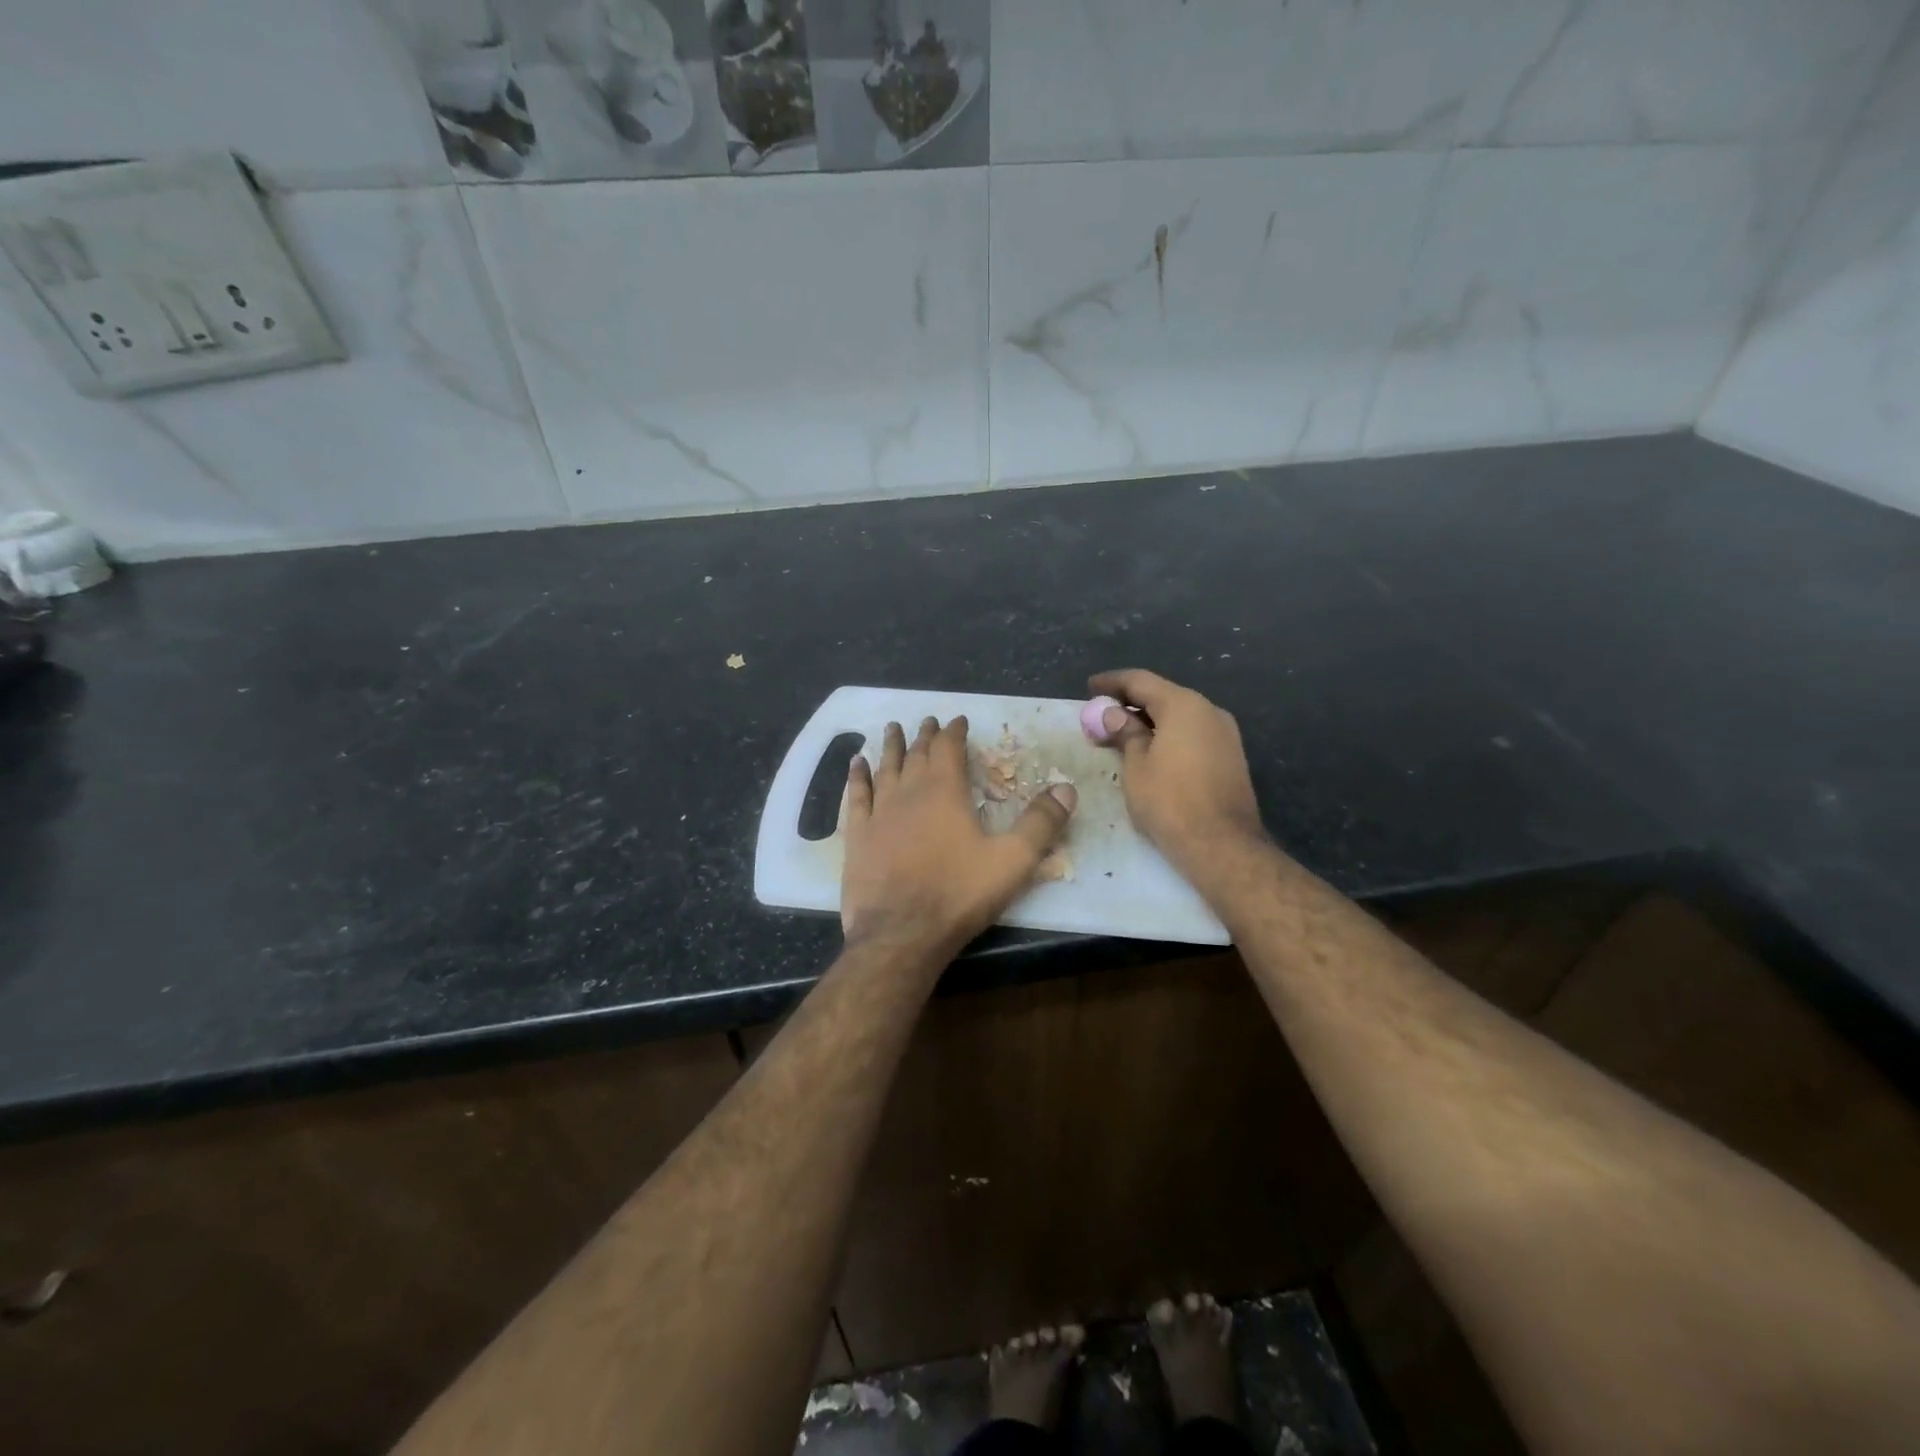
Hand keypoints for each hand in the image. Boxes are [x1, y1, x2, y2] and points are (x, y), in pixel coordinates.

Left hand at [841, 716, 1075, 956]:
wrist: (901, 933)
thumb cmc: (959, 894)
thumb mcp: (1013, 860)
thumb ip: (1041, 823)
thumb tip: (1067, 788)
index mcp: (944, 791)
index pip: (949, 748)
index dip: (955, 731)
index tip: (958, 720)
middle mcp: (908, 792)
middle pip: (916, 754)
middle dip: (925, 736)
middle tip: (928, 721)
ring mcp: (879, 813)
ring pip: (885, 768)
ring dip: (890, 747)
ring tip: (891, 728)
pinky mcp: (857, 836)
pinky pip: (856, 795)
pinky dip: (857, 776)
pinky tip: (856, 764)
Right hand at [1088, 669, 1266, 882]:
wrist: (1222, 844)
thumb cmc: (1170, 801)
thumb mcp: (1136, 765)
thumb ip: (1125, 733)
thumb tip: (1113, 714)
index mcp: (1183, 705)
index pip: (1141, 681)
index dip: (1112, 682)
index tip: (1089, 688)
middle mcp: (1209, 710)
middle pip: (1163, 696)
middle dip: (1130, 703)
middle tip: (1101, 716)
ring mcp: (1225, 734)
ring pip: (1179, 716)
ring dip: (1149, 721)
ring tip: (1121, 735)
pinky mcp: (1230, 756)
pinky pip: (1192, 734)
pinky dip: (1168, 735)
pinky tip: (1150, 751)